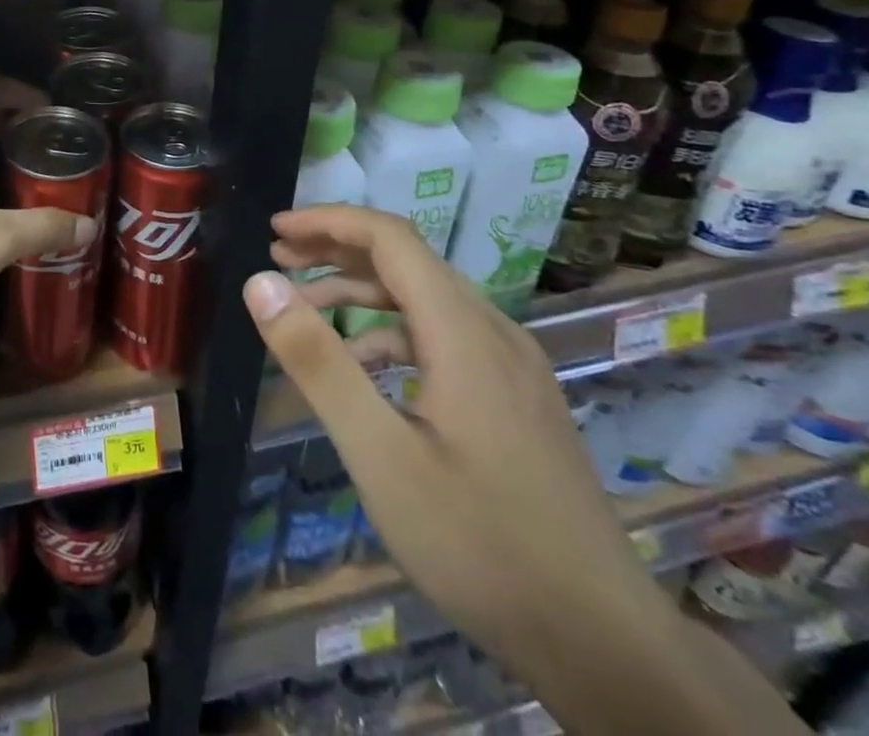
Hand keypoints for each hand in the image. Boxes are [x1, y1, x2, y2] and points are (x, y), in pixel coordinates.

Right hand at [244, 205, 674, 687]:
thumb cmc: (481, 545)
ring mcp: (513, 367)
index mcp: (464, 332)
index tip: (275, 229)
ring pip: (427, 299)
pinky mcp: (519, 399)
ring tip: (306, 308)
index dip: (329, 222)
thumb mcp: (380, 454)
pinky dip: (393, 332)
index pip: (390, 238)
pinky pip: (446, 337)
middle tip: (279, 257)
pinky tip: (365, 367)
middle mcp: (494, 332)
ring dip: (362, 291)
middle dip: (337, 250)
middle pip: (408, 261)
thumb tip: (261, 283)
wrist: (608, 647)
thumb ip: (318, 362)